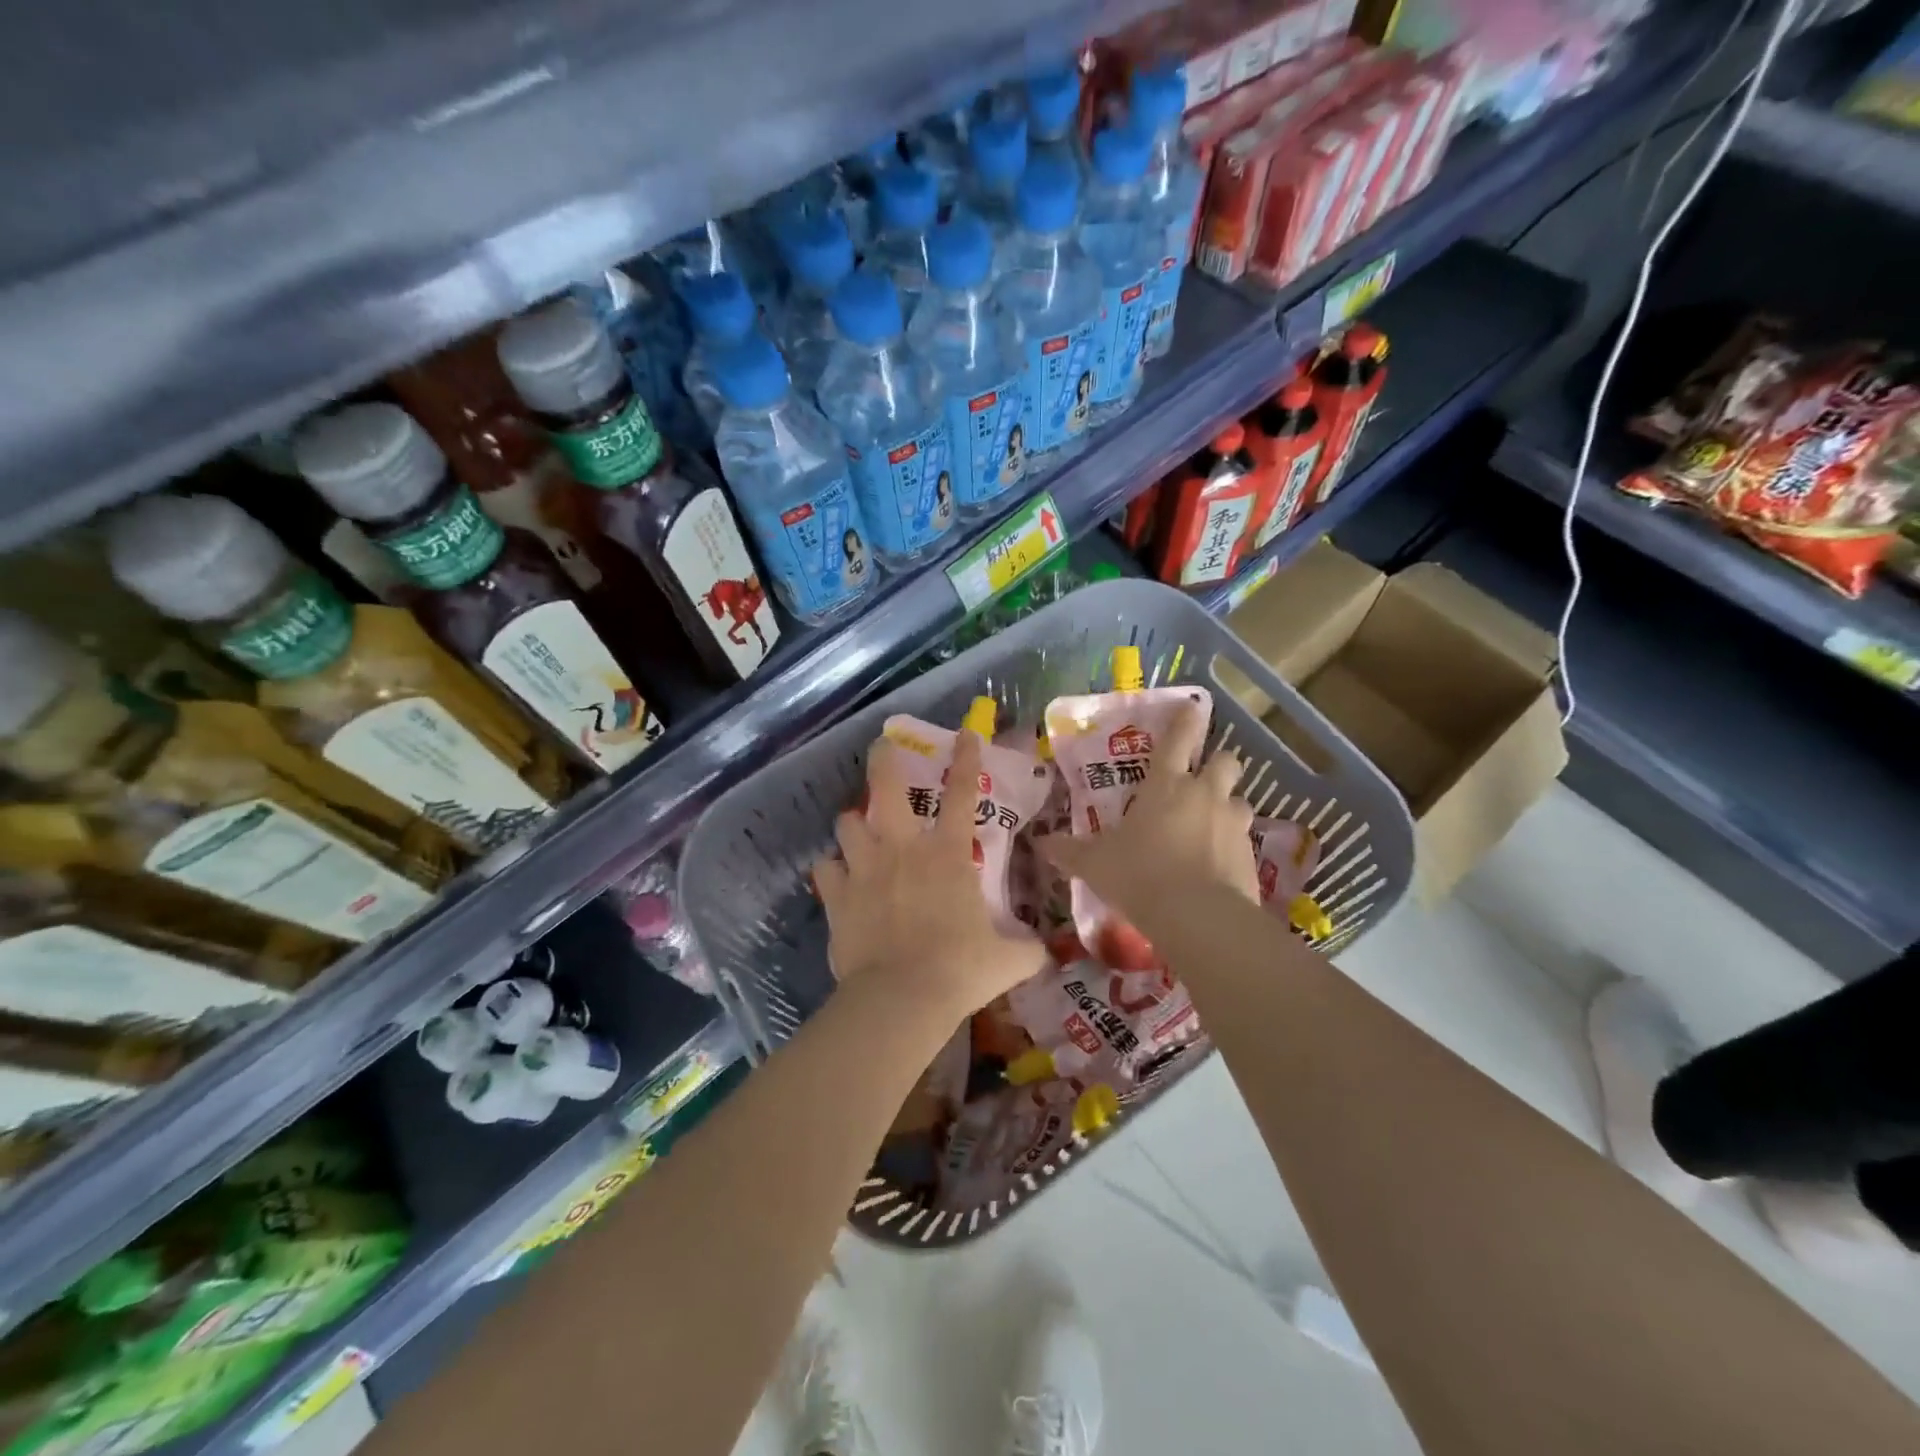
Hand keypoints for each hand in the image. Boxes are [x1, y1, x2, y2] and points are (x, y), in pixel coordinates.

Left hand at [813, 731, 1046, 1021]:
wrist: (902, 998)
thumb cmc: (960, 970)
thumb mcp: (1008, 961)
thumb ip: (1028, 950)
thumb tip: (1046, 952)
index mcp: (946, 854)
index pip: (961, 793)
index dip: (965, 759)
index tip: (965, 734)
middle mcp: (902, 849)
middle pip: (886, 787)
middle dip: (883, 760)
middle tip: (881, 747)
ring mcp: (864, 869)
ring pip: (847, 823)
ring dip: (853, 822)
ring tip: (857, 827)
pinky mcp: (837, 896)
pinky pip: (825, 869)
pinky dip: (831, 870)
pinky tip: (836, 877)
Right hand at [1040, 700, 1257, 914]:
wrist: (1197, 917)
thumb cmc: (1139, 875)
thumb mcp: (1095, 864)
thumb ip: (1070, 851)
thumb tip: (1041, 843)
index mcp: (1165, 785)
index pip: (1178, 739)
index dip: (1185, 721)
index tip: (1193, 708)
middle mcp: (1204, 794)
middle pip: (1225, 761)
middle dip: (1217, 764)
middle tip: (1201, 780)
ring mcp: (1232, 823)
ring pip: (1238, 800)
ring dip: (1226, 807)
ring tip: (1210, 826)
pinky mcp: (1250, 855)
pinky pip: (1243, 839)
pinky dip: (1232, 845)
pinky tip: (1217, 864)